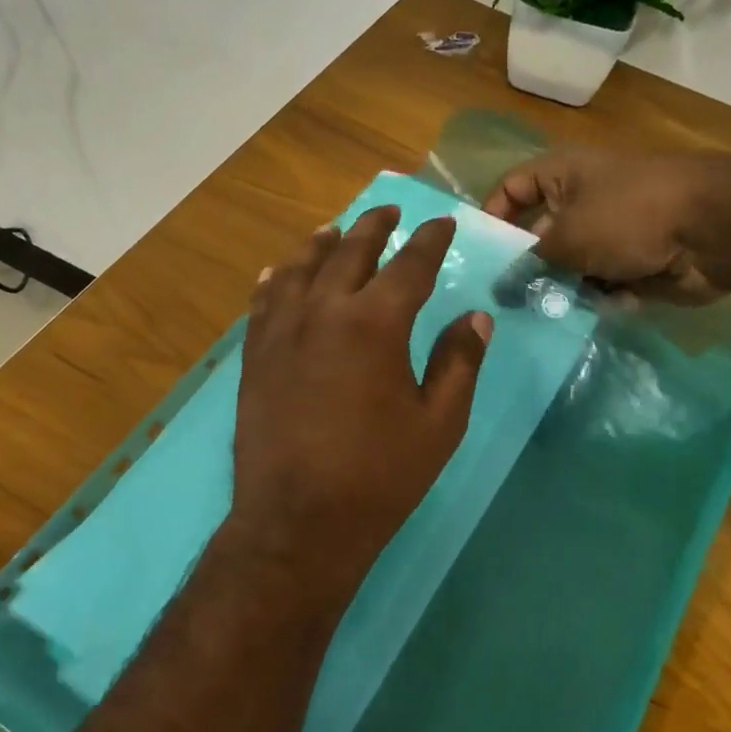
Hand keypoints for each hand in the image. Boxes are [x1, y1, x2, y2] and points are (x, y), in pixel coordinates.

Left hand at [228, 205, 492, 606]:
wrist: (298, 521)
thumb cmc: (379, 476)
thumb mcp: (439, 424)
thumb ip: (460, 363)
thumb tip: (476, 318)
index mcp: (376, 323)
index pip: (410, 265)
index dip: (430, 241)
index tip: (441, 223)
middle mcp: (324, 311)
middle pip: (350, 253)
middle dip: (374, 227)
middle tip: (389, 211)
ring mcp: (281, 331)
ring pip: (299, 268)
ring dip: (321, 244)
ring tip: (334, 230)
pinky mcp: (254, 356)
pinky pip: (263, 302)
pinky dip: (276, 280)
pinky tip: (279, 272)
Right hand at [483, 146, 730, 303]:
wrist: (713, 229)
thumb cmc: (629, 216)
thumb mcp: (566, 236)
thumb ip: (529, 261)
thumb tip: (503, 284)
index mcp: (563, 174)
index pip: (511, 188)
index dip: (491, 217)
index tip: (477, 257)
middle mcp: (582, 199)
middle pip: (538, 235)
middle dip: (525, 266)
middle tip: (503, 300)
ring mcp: (610, 231)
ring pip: (568, 265)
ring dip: (560, 288)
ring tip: (545, 313)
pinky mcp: (633, 261)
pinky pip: (599, 283)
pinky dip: (595, 297)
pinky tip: (594, 310)